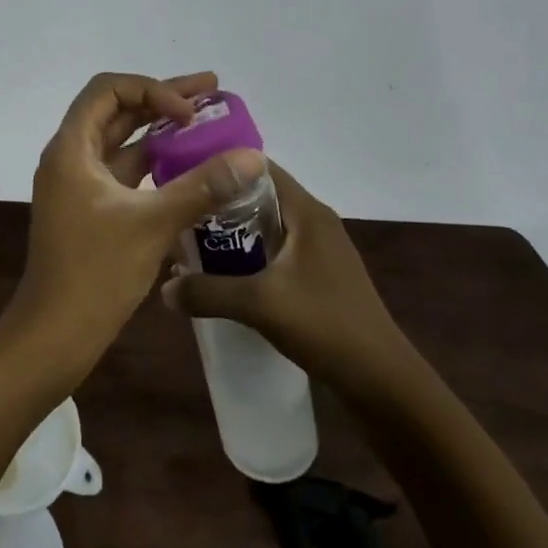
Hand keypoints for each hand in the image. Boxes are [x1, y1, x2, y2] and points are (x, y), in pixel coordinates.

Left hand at [2, 72, 265, 378]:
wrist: (54, 334)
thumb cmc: (95, 273)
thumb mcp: (152, 224)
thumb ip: (202, 186)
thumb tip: (252, 157)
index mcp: (71, 148)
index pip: (108, 90)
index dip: (151, 90)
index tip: (190, 113)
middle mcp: (71, 157)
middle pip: (116, 111)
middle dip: (162, 99)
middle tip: (212, 90)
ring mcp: (79, 184)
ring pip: (121, 141)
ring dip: (160, 130)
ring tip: (207, 122)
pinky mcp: (91, 209)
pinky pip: (124, 171)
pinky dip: (154, 163)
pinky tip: (189, 166)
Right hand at [161, 159, 410, 401]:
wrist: (383, 384)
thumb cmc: (326, 326)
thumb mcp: (259, 304)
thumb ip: (207, 291)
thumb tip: (163, 288)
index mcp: (307, 212)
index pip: (259, 166)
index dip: (221, 163)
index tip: (183, 170)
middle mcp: (314, 222)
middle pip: (258, 195)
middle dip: (218, 200)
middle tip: (178, 208)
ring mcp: (319, 250)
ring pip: (265, 225)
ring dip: (231, 230)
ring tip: (190, 240)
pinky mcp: (318, 276)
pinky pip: (274, 250)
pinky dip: (247, 254)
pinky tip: (222, 274)